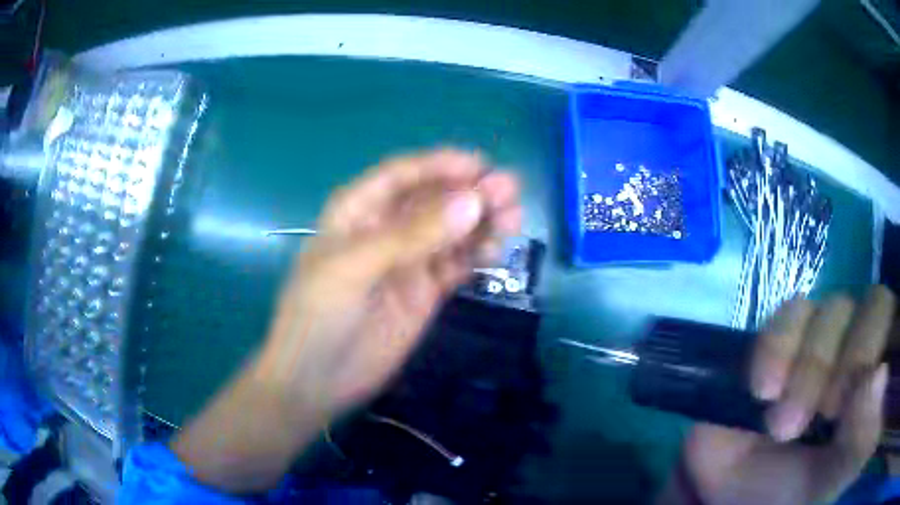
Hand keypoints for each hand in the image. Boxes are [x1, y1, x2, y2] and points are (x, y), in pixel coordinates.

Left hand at [172, 149, 521, 490]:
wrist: (316, 381)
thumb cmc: (318, 315)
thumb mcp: (355, 268)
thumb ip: (413, 236)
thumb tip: (472, 202)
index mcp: (358, 211)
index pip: (403, 175)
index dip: (440, 165)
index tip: (481, 166)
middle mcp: (385, 229)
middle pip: (434, 200)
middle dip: (470, 192)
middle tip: (510, 191)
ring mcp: (408, 262)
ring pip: (452, 231)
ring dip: (481, 221)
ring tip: (512, 219)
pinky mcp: (425, 292)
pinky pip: (457, 264)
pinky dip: (477, 254)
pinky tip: (496, 250)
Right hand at [668, 287, 893, 504]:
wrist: (733, 495)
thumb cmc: (793, 497)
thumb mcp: (834, 480)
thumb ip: (863, 441)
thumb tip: (879, 375)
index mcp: (884, 376)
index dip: (886, 350)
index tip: (859, 401)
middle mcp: (868, 346)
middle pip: (876, 306)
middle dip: (852, 361)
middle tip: (825, 414)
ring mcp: (831, 336)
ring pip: (836, 309)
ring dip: (809, 366)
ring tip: (781, 426)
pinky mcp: (790, 334)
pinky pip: (793, 311)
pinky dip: (778, 345)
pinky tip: (763, 389)